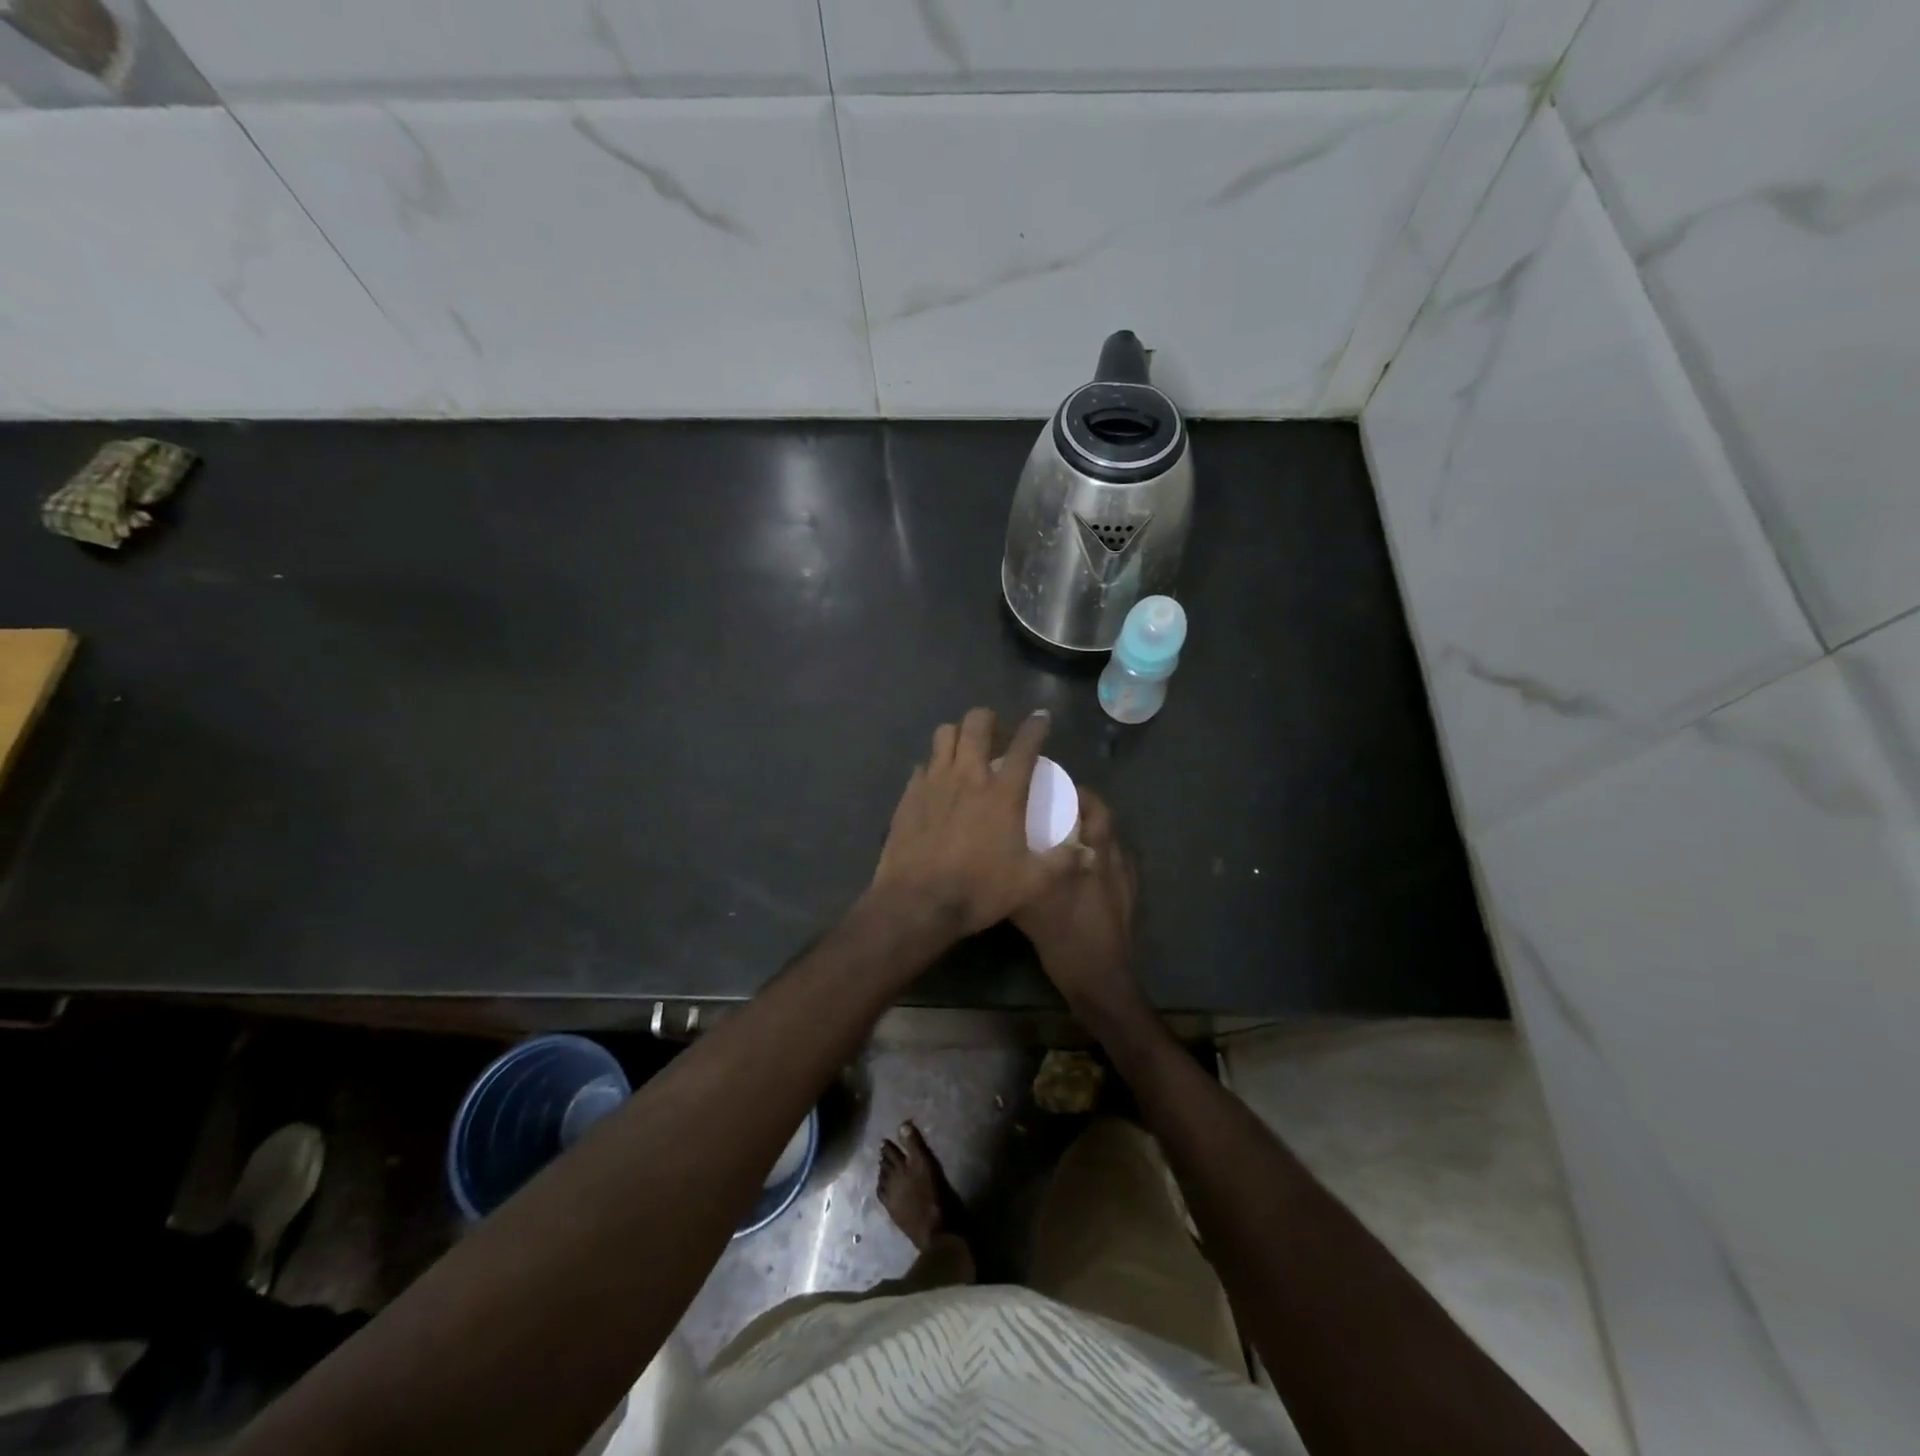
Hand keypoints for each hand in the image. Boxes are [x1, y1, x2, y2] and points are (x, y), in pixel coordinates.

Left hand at [868, 708, 1083, 937]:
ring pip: (944, 734)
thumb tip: (1088, 852)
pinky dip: (934, 765)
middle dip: (989, 719)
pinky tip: (938, 782)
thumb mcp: (1031, 883)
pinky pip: (923, 764)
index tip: (1041, 717)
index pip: (1025, 746)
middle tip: (996, 733)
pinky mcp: (910, 794)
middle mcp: (968, 776)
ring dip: (958, 734)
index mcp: (1002, 793)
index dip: (1036, 726)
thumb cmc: (978, 890)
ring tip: (965, 749)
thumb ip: (1062, 863)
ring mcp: (935, 781)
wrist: (917, 902)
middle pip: (976, 723)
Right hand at [1012, 789, 1142, 1012]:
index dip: (1079, 794)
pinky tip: (1075, 871)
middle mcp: (1115, 862)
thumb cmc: (1068, 940)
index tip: (1055, 787)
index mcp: (1098, 856)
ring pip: (1109, 844)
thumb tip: (996, 856)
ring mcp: (1124, 883)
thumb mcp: (1031, 907)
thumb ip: (1019, 877)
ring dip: (1090, 833)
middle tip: (1055, 807)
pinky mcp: (1126, 902)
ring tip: (1062, 835)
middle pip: (1104, 823)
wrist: (1102, 983)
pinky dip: (1096, 858)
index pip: (1096, 809)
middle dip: (1083, 810)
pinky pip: (1112, 866)